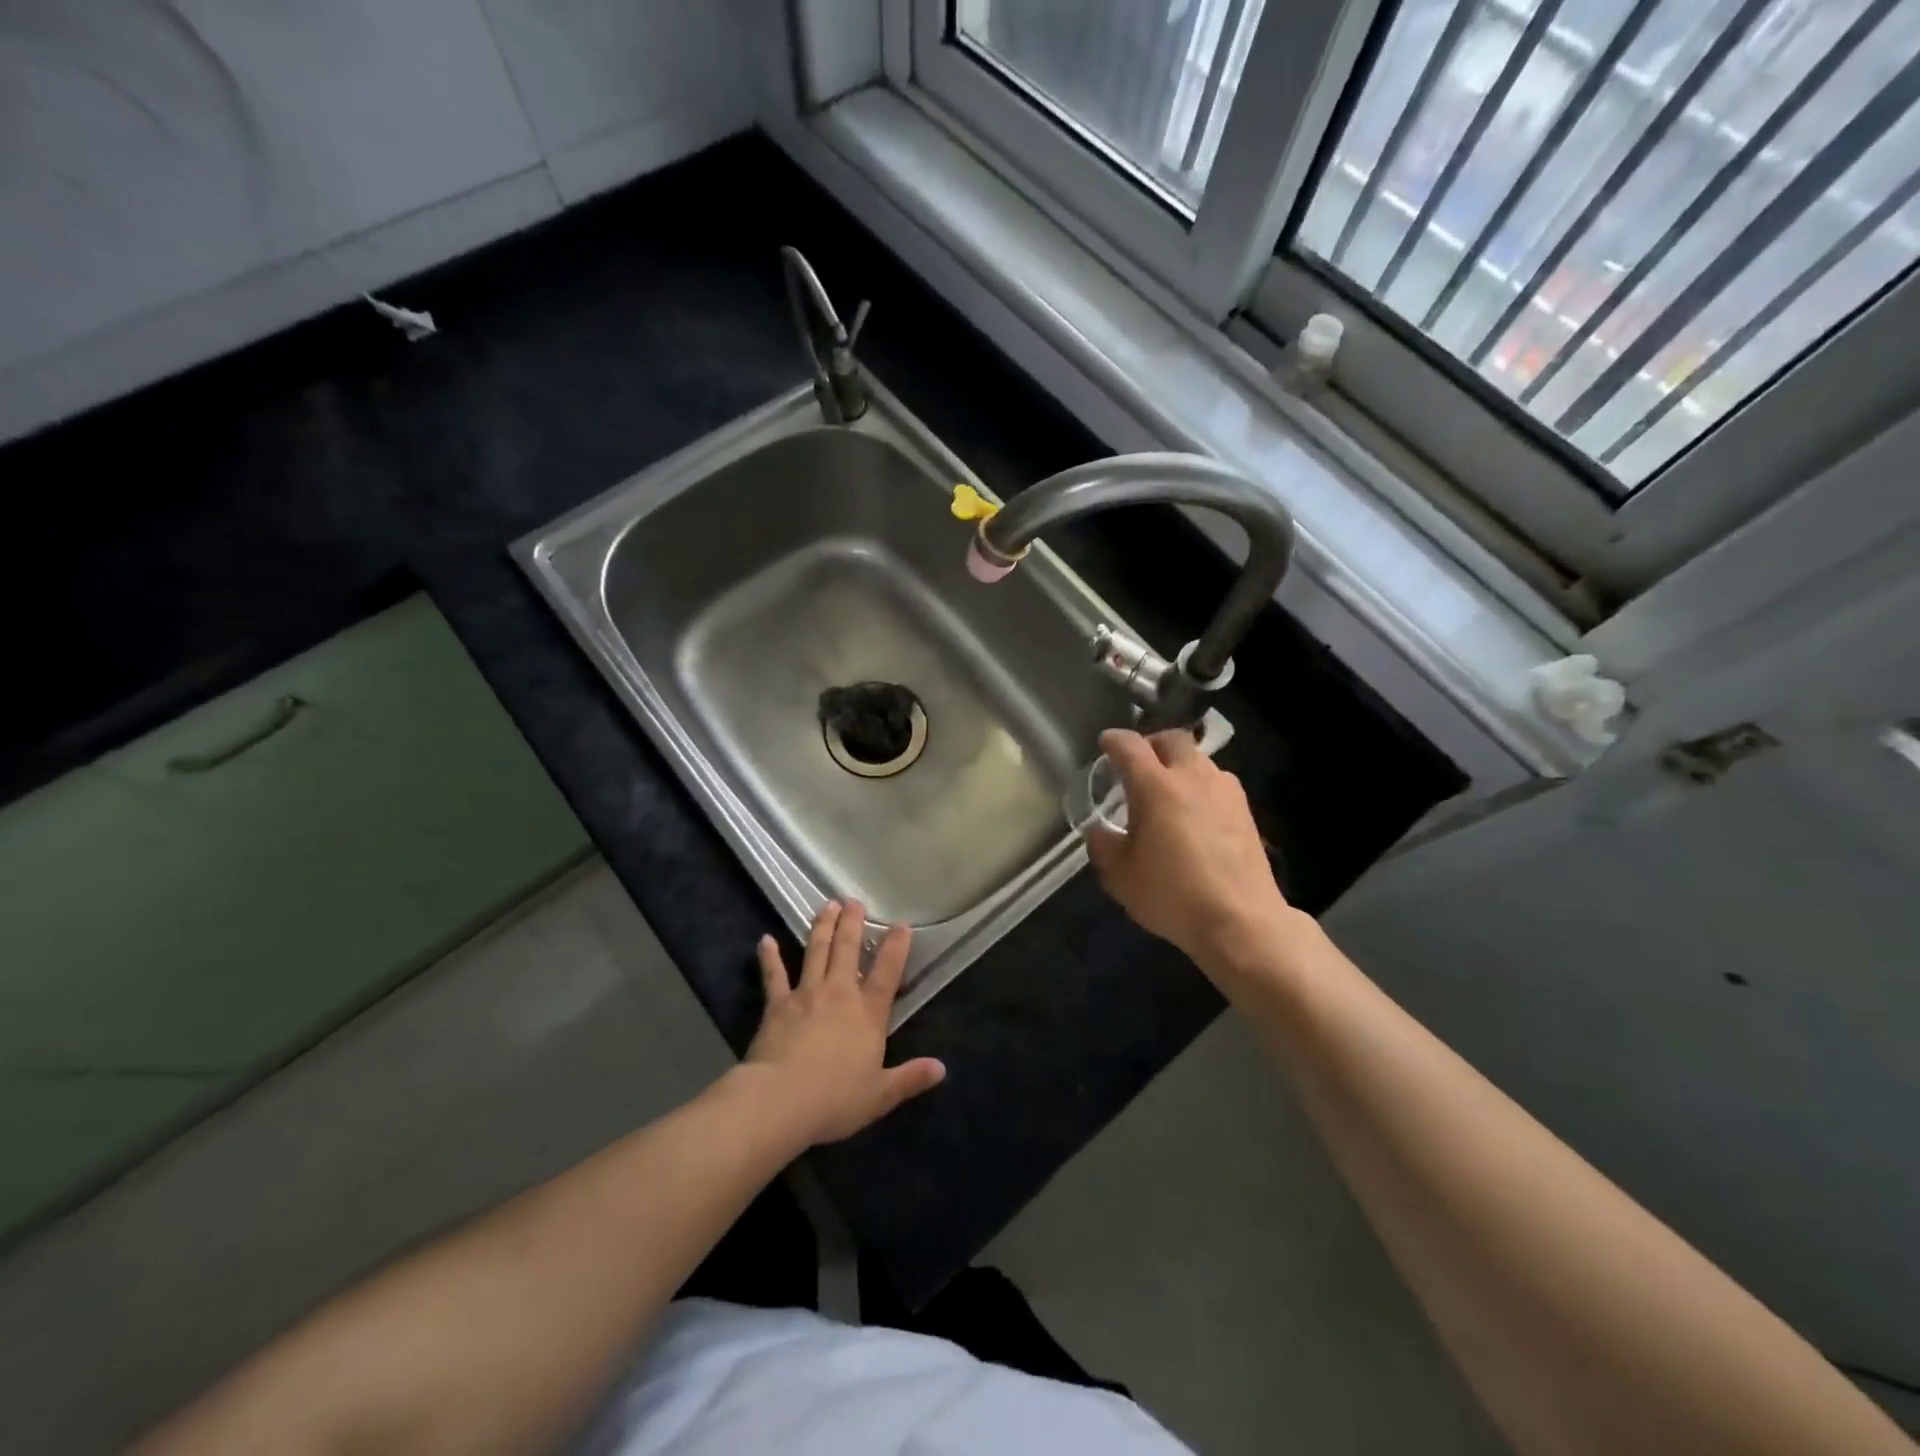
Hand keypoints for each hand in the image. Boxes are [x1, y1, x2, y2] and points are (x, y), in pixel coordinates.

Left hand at [742, 900, 945, 1145]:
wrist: (780, 1100)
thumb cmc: (835, 1099)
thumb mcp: (880, 1094)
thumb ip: (910, 1078)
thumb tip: (941, 1068)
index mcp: (868, 1014)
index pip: (887, 973)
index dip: (896, 947)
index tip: (900, 925)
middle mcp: (839, 994)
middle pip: (847, 951)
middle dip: (852, 924)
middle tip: (853, 901)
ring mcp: (806, 994)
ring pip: (816, 952)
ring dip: (822, 927)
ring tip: (826, 905)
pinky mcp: (777, 1004)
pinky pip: (774, 975)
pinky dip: (770, 957)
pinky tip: (765, 940)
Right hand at [1086, 728, 1294, 977]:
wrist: (1240, 920)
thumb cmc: (1172, 895)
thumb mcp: (1120, 877)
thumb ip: (1103, 846)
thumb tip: (1100, 831)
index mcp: (1155, 786)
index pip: (1130, 746)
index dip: (1114, 741)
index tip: (1105, 744)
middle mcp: (1192, 777)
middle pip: (1172, 739)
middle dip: (1151, 744)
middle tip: (1138, 763)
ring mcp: (1224, 791)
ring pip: (1199, 759)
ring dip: (1180, 765)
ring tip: (1168, 790)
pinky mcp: (1246, 810)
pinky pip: (1217, 782)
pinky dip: (1201, 786)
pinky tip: (1196, 813)